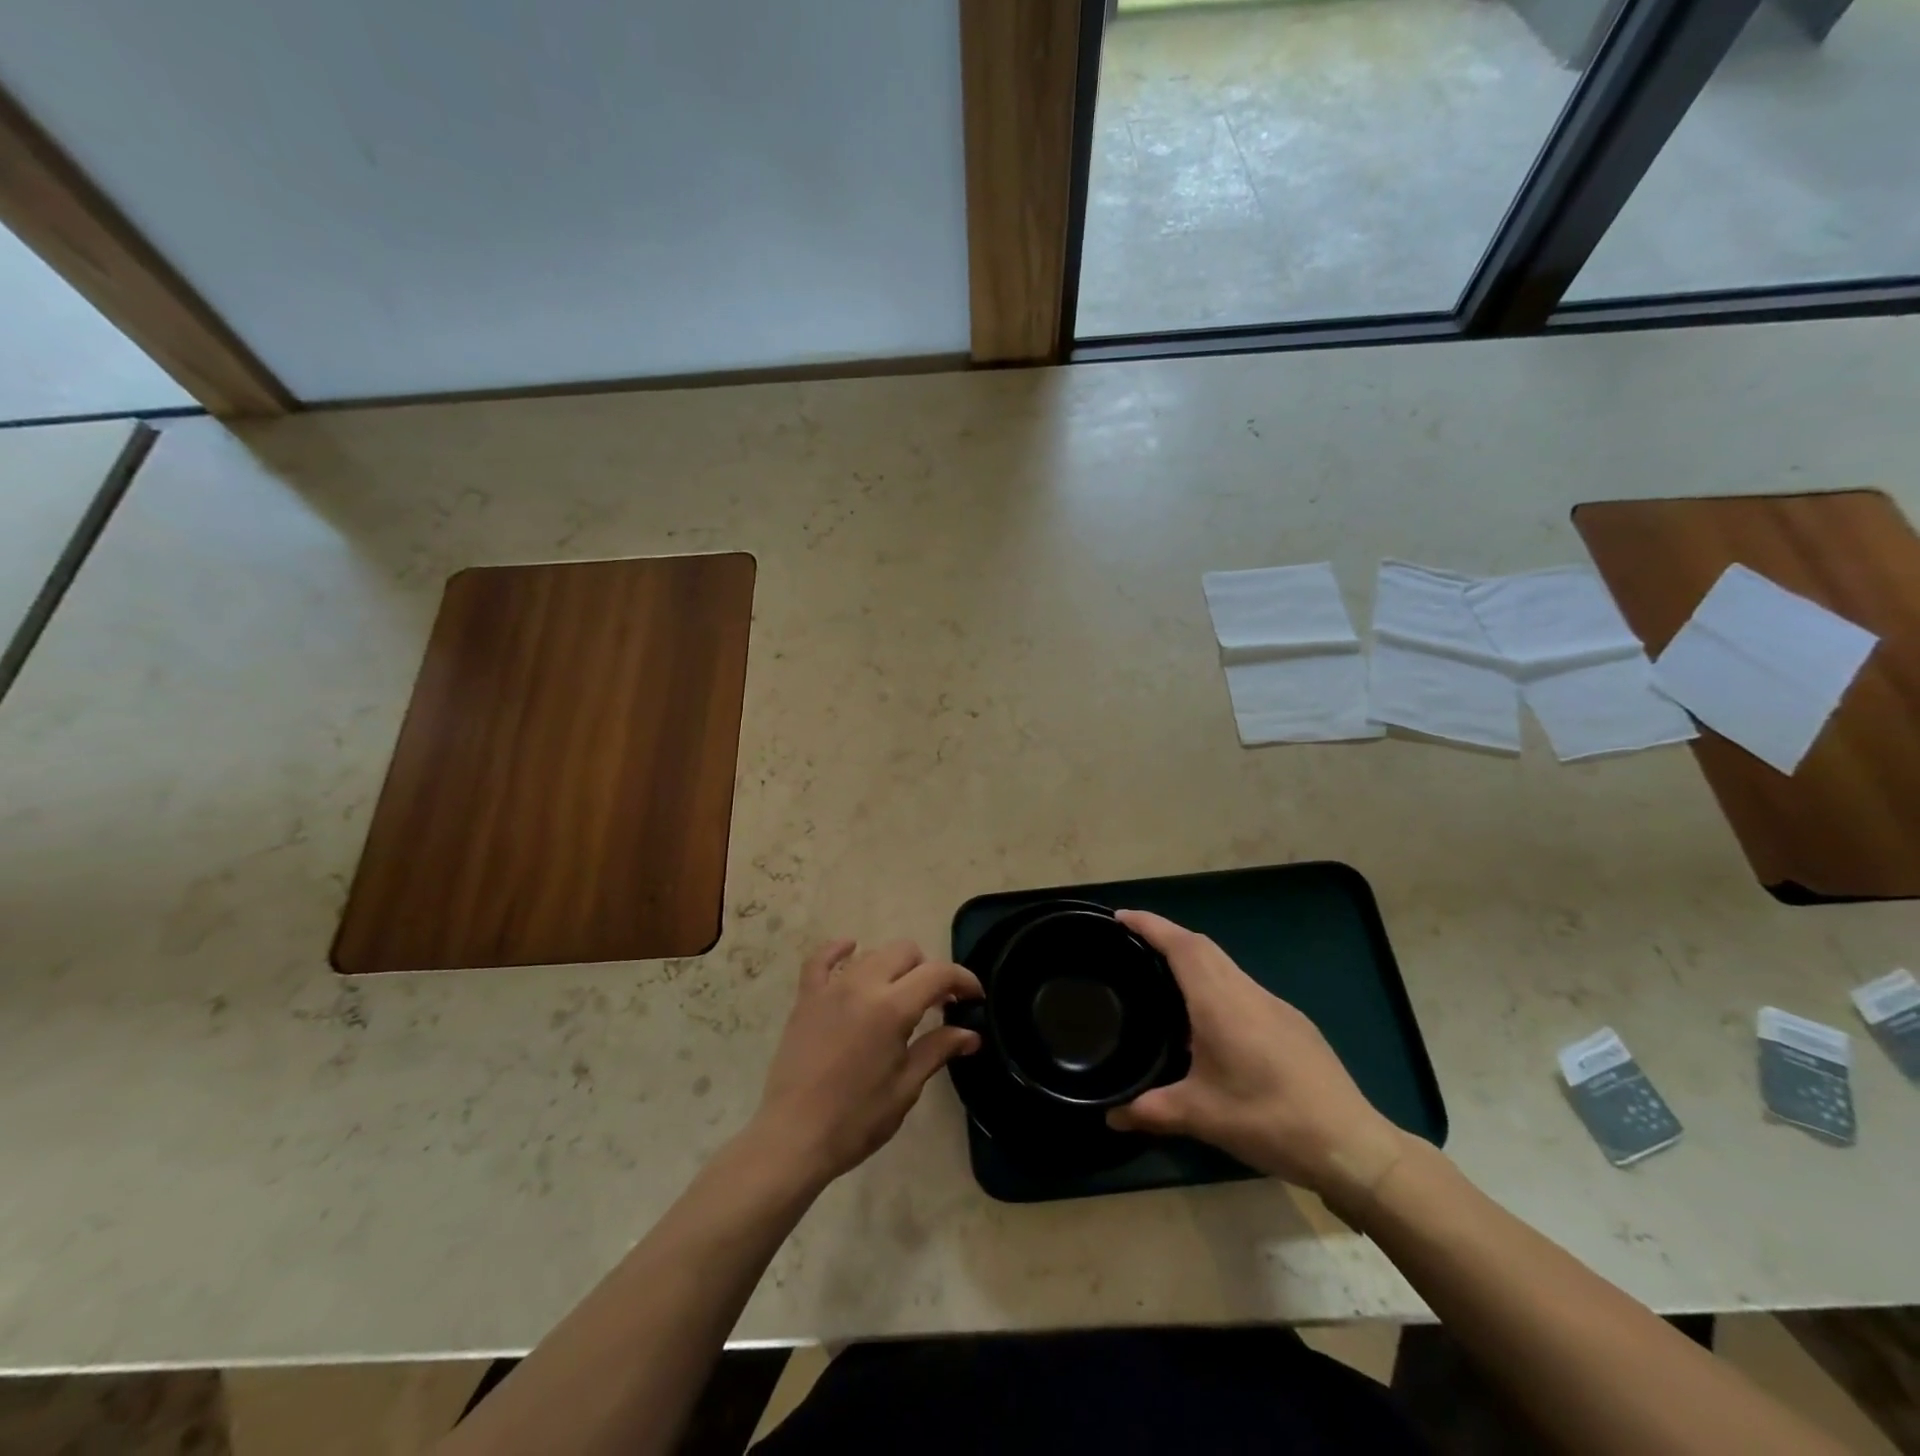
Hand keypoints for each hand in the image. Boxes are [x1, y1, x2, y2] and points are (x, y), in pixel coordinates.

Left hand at [748, 939, 980, 1190]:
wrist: (793, 1137)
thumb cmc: (856, 1119)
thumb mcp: (905, 1087)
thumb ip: (937, 1050)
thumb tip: (970, 1034)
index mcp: (892, 1008)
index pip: (937, 974)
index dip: (963, 979)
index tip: (974, 997)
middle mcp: (862, 985)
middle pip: (905, 952)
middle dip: (928, 970)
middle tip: (937, 1003)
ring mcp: (831, 988)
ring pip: (872, 954)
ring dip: (893, 967)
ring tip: (900, 994)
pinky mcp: (806, 998)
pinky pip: (821, 959)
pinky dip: (839, 950)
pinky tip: (851, 949)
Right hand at [1106, 910, 1412, 1213]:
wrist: (1352, 1145)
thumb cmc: (1270, 1120)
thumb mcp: (1201, 1118)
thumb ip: (1151, 1111)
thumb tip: (1110, 1115)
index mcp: (1220, 1003)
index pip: (1181, 946)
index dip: (1149, 925)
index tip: (1119, 917)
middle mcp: (1247, 992)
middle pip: (1202, 946)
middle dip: (1166, 936)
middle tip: (1132, 945)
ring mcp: (1275, 1005)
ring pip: (1225, 965)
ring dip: (1193, 960)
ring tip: (1163, 979)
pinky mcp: (1293, 1023)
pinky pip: (1243, 987)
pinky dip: (1216, 984)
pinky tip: (1209, 1021)